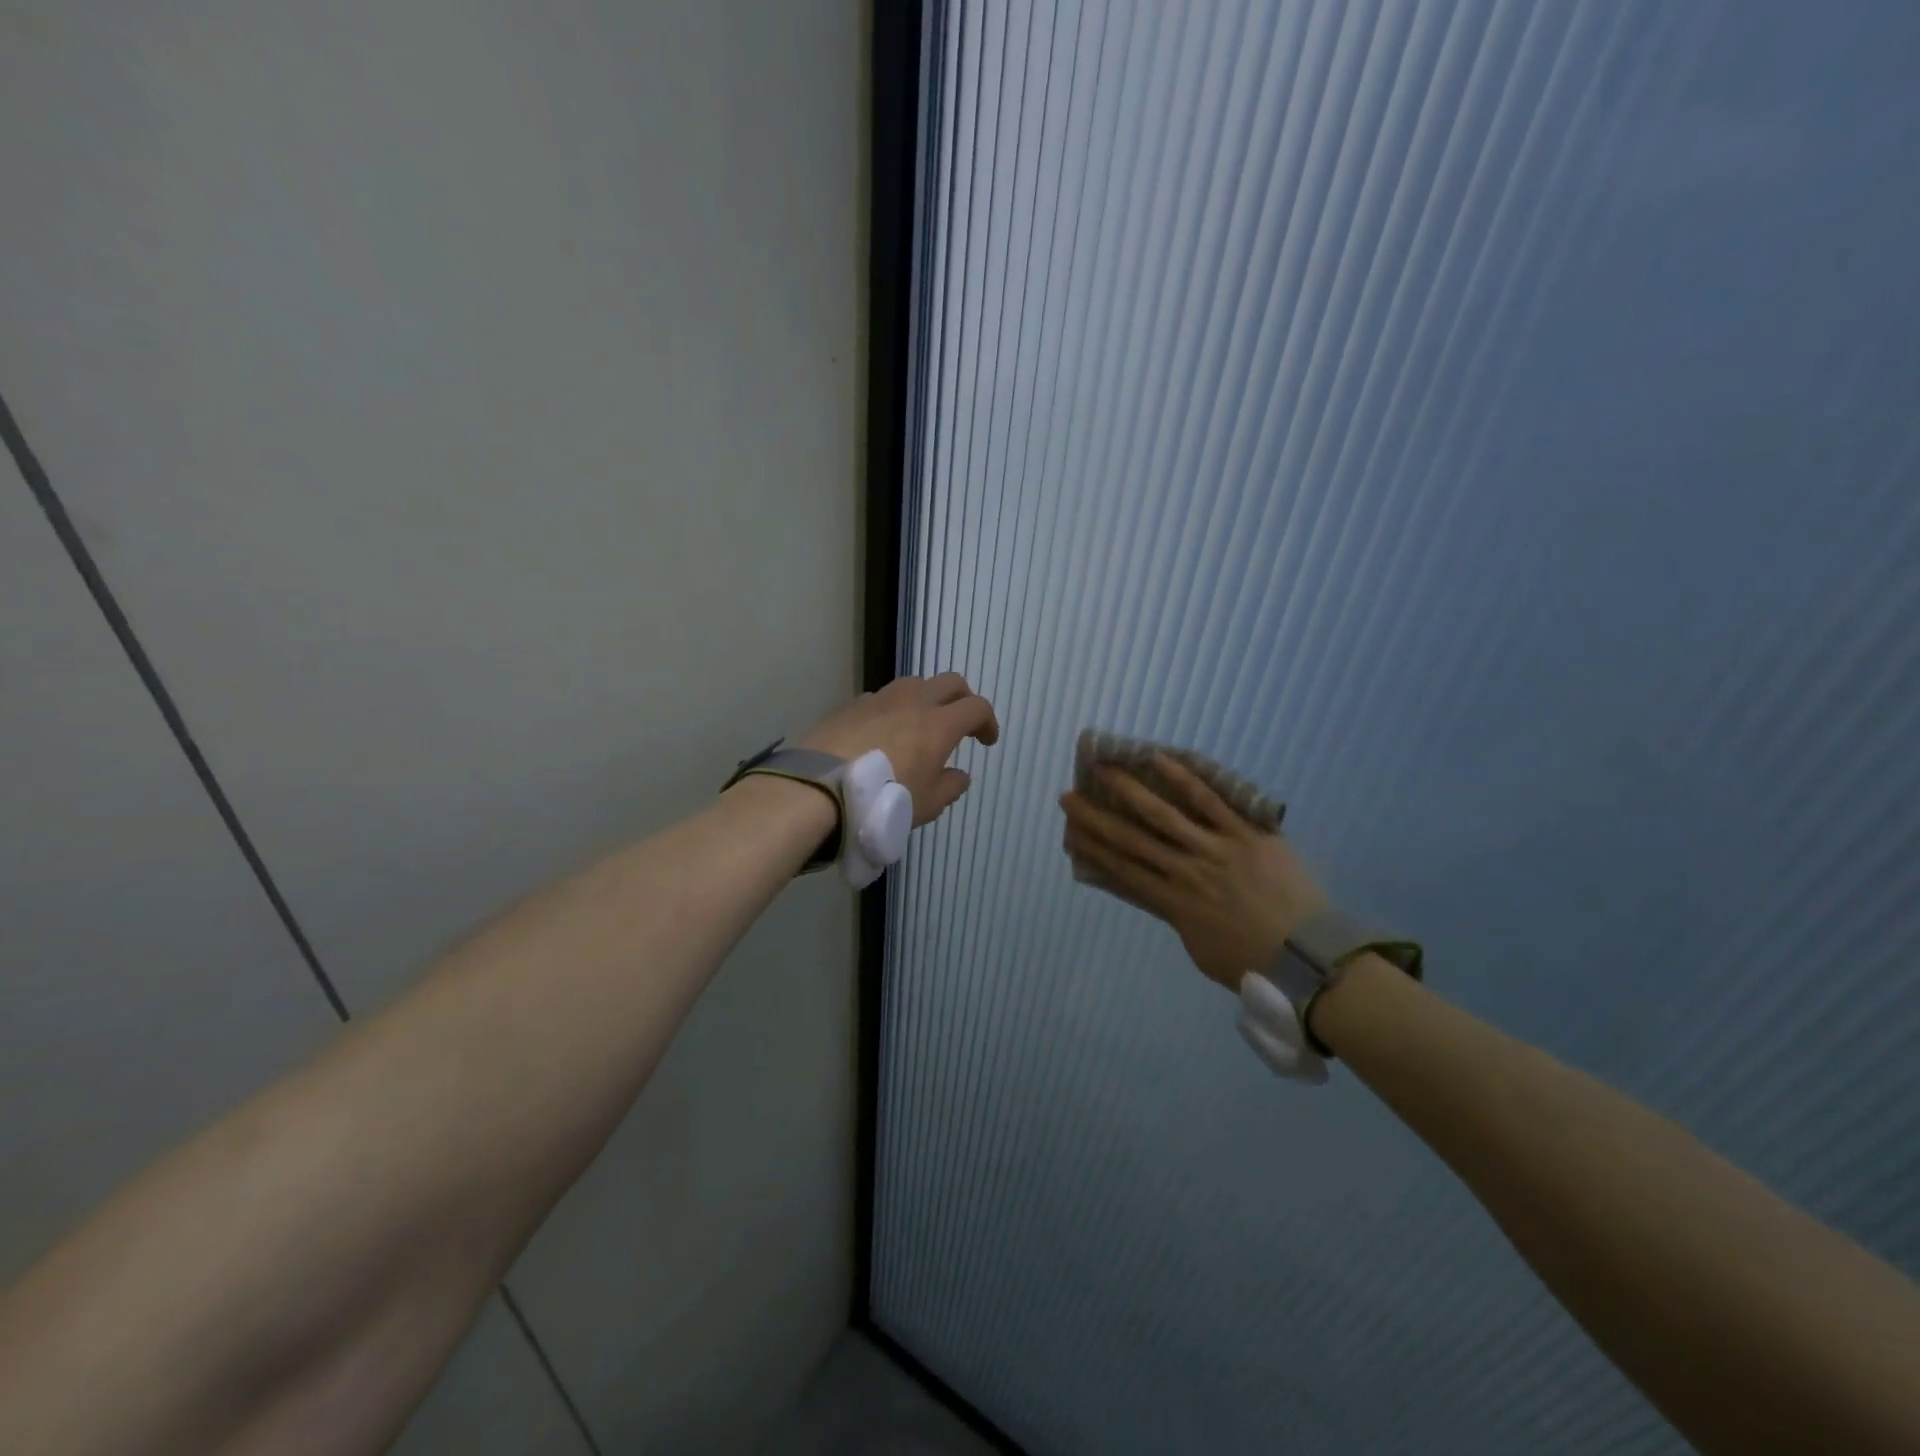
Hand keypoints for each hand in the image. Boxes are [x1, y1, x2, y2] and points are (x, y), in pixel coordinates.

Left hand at [801, 673, 999, 825]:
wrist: (821, 789)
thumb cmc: (884, 799)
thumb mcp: (927, 805)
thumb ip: (950, 787)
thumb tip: (959, 775)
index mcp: (939, 724)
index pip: (976, 707)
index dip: (987, 721)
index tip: (986, 741)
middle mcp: (913, 702)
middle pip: (949, 682)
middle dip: (962, 698)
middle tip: (961, 723)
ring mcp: (879, 699)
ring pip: (914, 683)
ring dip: (926, 698)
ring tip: (920, 724)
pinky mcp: (851, 705)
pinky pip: (881, 697)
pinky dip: (892, 708)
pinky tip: (883, 732)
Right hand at [1059, 755, 1328, 988]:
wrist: (1308, 959)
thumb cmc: (1254, 963)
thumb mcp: (1200, 949)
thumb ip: (1179, 918)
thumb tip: (1165, 895)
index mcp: (1173, 903)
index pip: (1123, 870)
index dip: (1093, 849)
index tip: (1070, 833)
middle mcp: (1185, 870)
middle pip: (1132, 838)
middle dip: (1096, 817)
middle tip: (1068, 797)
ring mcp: (1215, 848)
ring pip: (1164, 813)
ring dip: (1129, 789)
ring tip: (1104, 768)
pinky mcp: (1246, 833)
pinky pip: (1212, 801)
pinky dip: (1185, 779)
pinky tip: (1160, 760)